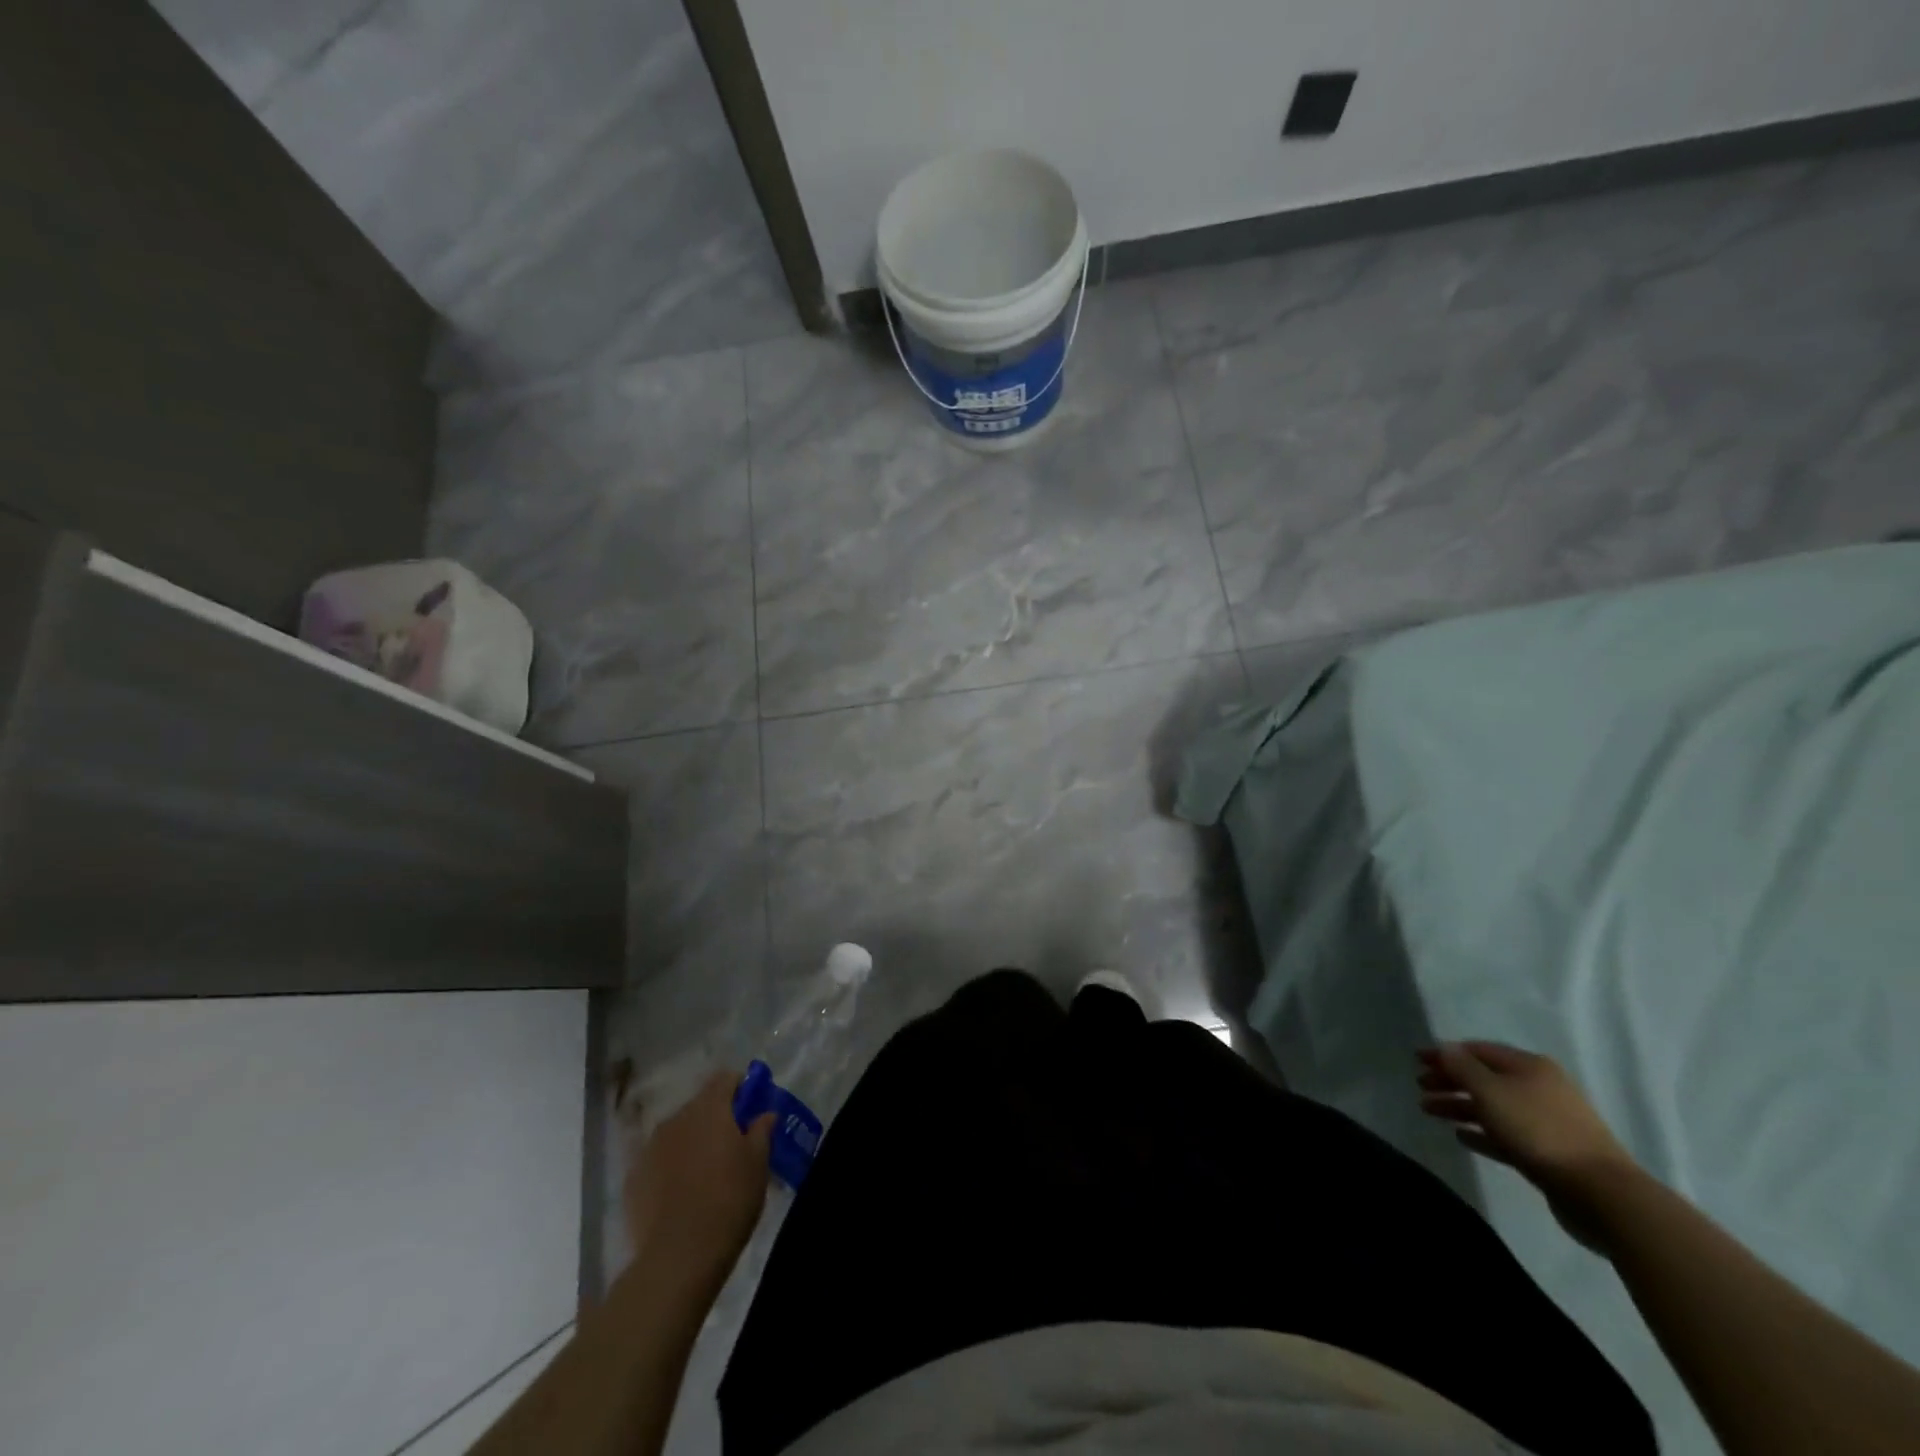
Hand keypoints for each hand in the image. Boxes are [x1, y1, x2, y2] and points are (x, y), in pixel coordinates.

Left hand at [624, 1070, 772, 1290]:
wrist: (678, 1256)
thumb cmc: (729, 1200)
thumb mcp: (758, 1164)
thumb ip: (762, 1131)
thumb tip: (765, 1114)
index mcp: (709, 1108)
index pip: (725, 1078)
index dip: (740, 1088)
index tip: (751, 1107)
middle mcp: (676, 1119)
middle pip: (699, 1105)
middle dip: (716, 1117)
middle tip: (732, 1144)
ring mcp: (649, 1148)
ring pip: (677, 1133)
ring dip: (692, 1141)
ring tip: (705, 1172)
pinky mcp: (633, 1178)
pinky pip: (658, 1160)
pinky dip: (670, 1167)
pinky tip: (680, 1194)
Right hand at [1417, 1041, 1638, 1249]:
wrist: (1602, 1194)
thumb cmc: (1539, 1131)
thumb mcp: (1491, 1092)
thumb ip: (1462, 1068)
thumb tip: (1443, 1048)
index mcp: (1529, 1066)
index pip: (1478, 1051)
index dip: (1445, 1053)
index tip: (1416, 1061)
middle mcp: (1539, 1088)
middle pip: (1485, 1078)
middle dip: (1450, 1081)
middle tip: (1420, 1087)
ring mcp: (1546, 1122)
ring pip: (1493, 1107)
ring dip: (1460, 1107)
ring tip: (1429, 1111)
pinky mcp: (1549, 1153)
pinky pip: (1506, 1135)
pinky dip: (1482, 1132)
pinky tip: (1460, 1137)